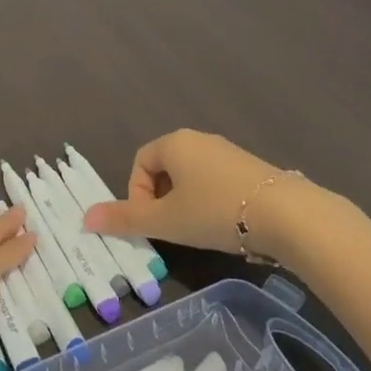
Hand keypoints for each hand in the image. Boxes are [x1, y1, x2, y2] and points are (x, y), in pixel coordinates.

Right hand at [81, 130, 318, 261]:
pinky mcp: (250, 167)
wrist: (284, 214)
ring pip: (192, 176)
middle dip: (161, 200)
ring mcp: (227, 151)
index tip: (151, 223)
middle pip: (165, 168)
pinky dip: (210, 201)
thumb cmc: (214, 211)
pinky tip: (225, 225)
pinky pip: (216, 181)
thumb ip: (125, 219)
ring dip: (185, 202)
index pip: (140, 162)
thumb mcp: (166, 220)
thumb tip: (85, 218)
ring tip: (198, 231)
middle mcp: (199, 139)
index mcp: (174, 142)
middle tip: (171, 229)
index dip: (137, 194)